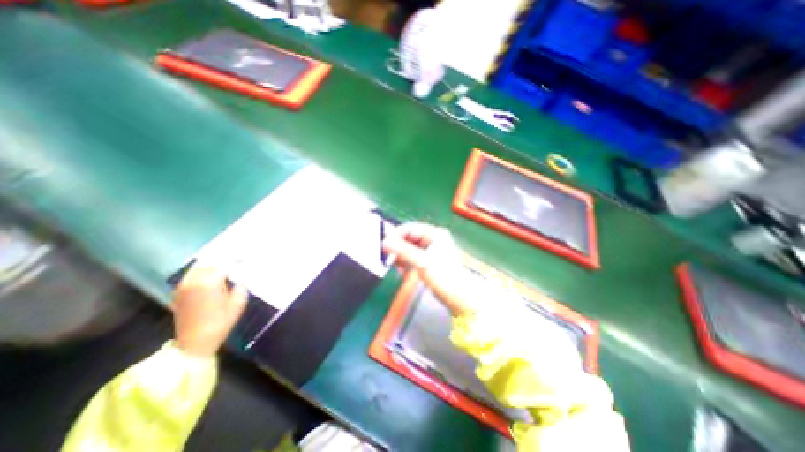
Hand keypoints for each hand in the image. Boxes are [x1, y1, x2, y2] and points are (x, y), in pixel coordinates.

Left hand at [168, 265, 245, 356]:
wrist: (195, 342)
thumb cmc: (222, 321)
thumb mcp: (239, 301)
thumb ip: (241, 284)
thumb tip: (241, 273)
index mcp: (210, 281)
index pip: (225, 261)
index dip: (237, 257)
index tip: (246, 256)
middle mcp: (194, 280)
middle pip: (210, 260)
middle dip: (224, 256)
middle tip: (236, 256)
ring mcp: (184, 285)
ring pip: (199, 265)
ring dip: (212, 262)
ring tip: (225, 261)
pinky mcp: (179, 291)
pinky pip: (192, 274)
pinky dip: (203, 269)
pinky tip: (212, 272)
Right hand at [383, 221, 472, 313]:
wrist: (459, 297)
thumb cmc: (444, 277)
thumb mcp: (422, 262)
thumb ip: (403, 251)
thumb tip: (384, 242)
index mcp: (435, 234)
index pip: (410, 228)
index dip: (395, 235)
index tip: (384, 245)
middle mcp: (433, 239)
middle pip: (409, 238)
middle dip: (398, 247)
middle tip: (388, 257)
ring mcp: (432, 250)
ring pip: (410, 248)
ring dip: (401, 256)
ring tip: (395, 266)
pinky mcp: (430, 261)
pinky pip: (414, 257)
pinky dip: (407, 262)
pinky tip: (402, 270)